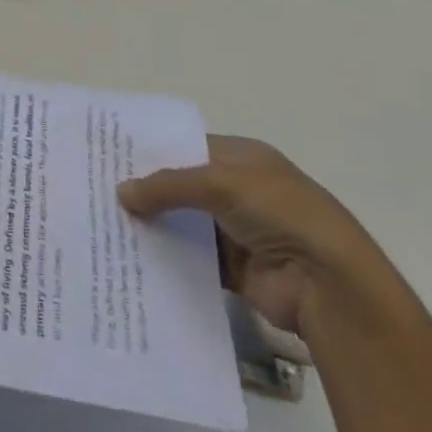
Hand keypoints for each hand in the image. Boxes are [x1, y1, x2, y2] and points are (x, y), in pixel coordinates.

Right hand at [119, 136, 385, 345]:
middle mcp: (241, 190)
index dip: (155, 150)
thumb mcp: (220, 182)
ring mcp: (240, 232)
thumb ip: (169, 185)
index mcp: (244, 158)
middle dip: (150, 190)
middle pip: (186, 187)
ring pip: (188, 224)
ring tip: (109, 226)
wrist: (329, 285)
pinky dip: (171, 261)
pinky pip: (196, 262)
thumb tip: (121, 192)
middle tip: (102, 192)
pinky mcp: (237, 272)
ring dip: (158, 227)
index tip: (113, 156)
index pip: (190, 146)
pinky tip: (136, 260)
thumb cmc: (279, 212)